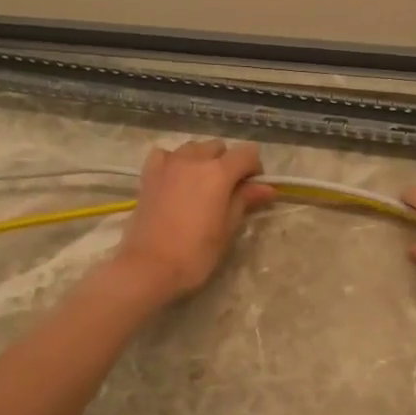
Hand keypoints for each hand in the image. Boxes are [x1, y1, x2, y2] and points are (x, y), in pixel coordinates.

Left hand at [112, 140, 273, 303]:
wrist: (148, 267)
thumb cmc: (195, 253)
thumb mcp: (227, 228)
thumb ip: (245, 200)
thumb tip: (267, 188)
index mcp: (218, 173)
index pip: (247, 153)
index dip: (255, 168)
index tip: (253, 188)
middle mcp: (194, 160)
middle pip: (219, 147)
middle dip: (228, 162)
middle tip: (228, 190)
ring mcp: (168, 164)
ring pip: (193, 148)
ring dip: (202, 159)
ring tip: (201, 185)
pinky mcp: (148, 174)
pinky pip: (165, 155)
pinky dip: (174, 161)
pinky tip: (176, 178)